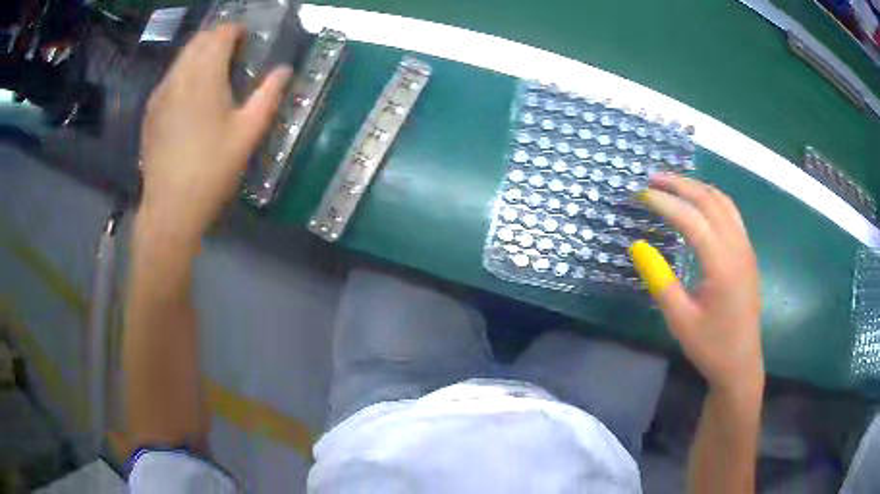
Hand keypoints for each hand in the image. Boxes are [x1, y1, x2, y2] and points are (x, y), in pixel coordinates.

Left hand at [139, 24, 291, 244]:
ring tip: (214, 72)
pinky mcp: (151, 110)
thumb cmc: (212, 171)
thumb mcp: (248, 134)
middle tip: (234, 53)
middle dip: (218, 38)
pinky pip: (170, 76)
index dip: (236, 31)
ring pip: (182, 57)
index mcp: (204, 77)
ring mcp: (160, 93)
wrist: (170, 209)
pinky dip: (185, 72)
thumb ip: (268, 95)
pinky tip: (192, 95)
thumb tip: (284, 70)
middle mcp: (178, 76)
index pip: (220, 35)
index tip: (248, 40)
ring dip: (200, 54)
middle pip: (198, 40)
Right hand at [628, 174, 762, 396]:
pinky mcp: (747, 253)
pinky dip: (712, 199)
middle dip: (680, 185)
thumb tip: (637, 245)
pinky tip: (699, 203)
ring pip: (723, 202)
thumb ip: (660, 281)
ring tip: (673, 184)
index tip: (640, 194)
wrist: (741, 364)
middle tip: (652, 180)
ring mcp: (746, 248)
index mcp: (723, 265)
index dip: (665, 202)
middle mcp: (738, 247)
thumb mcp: (680, 320)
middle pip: (710, 201)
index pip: (692, 219)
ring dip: (697, 187)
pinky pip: (731, 213)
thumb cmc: (711, 346)